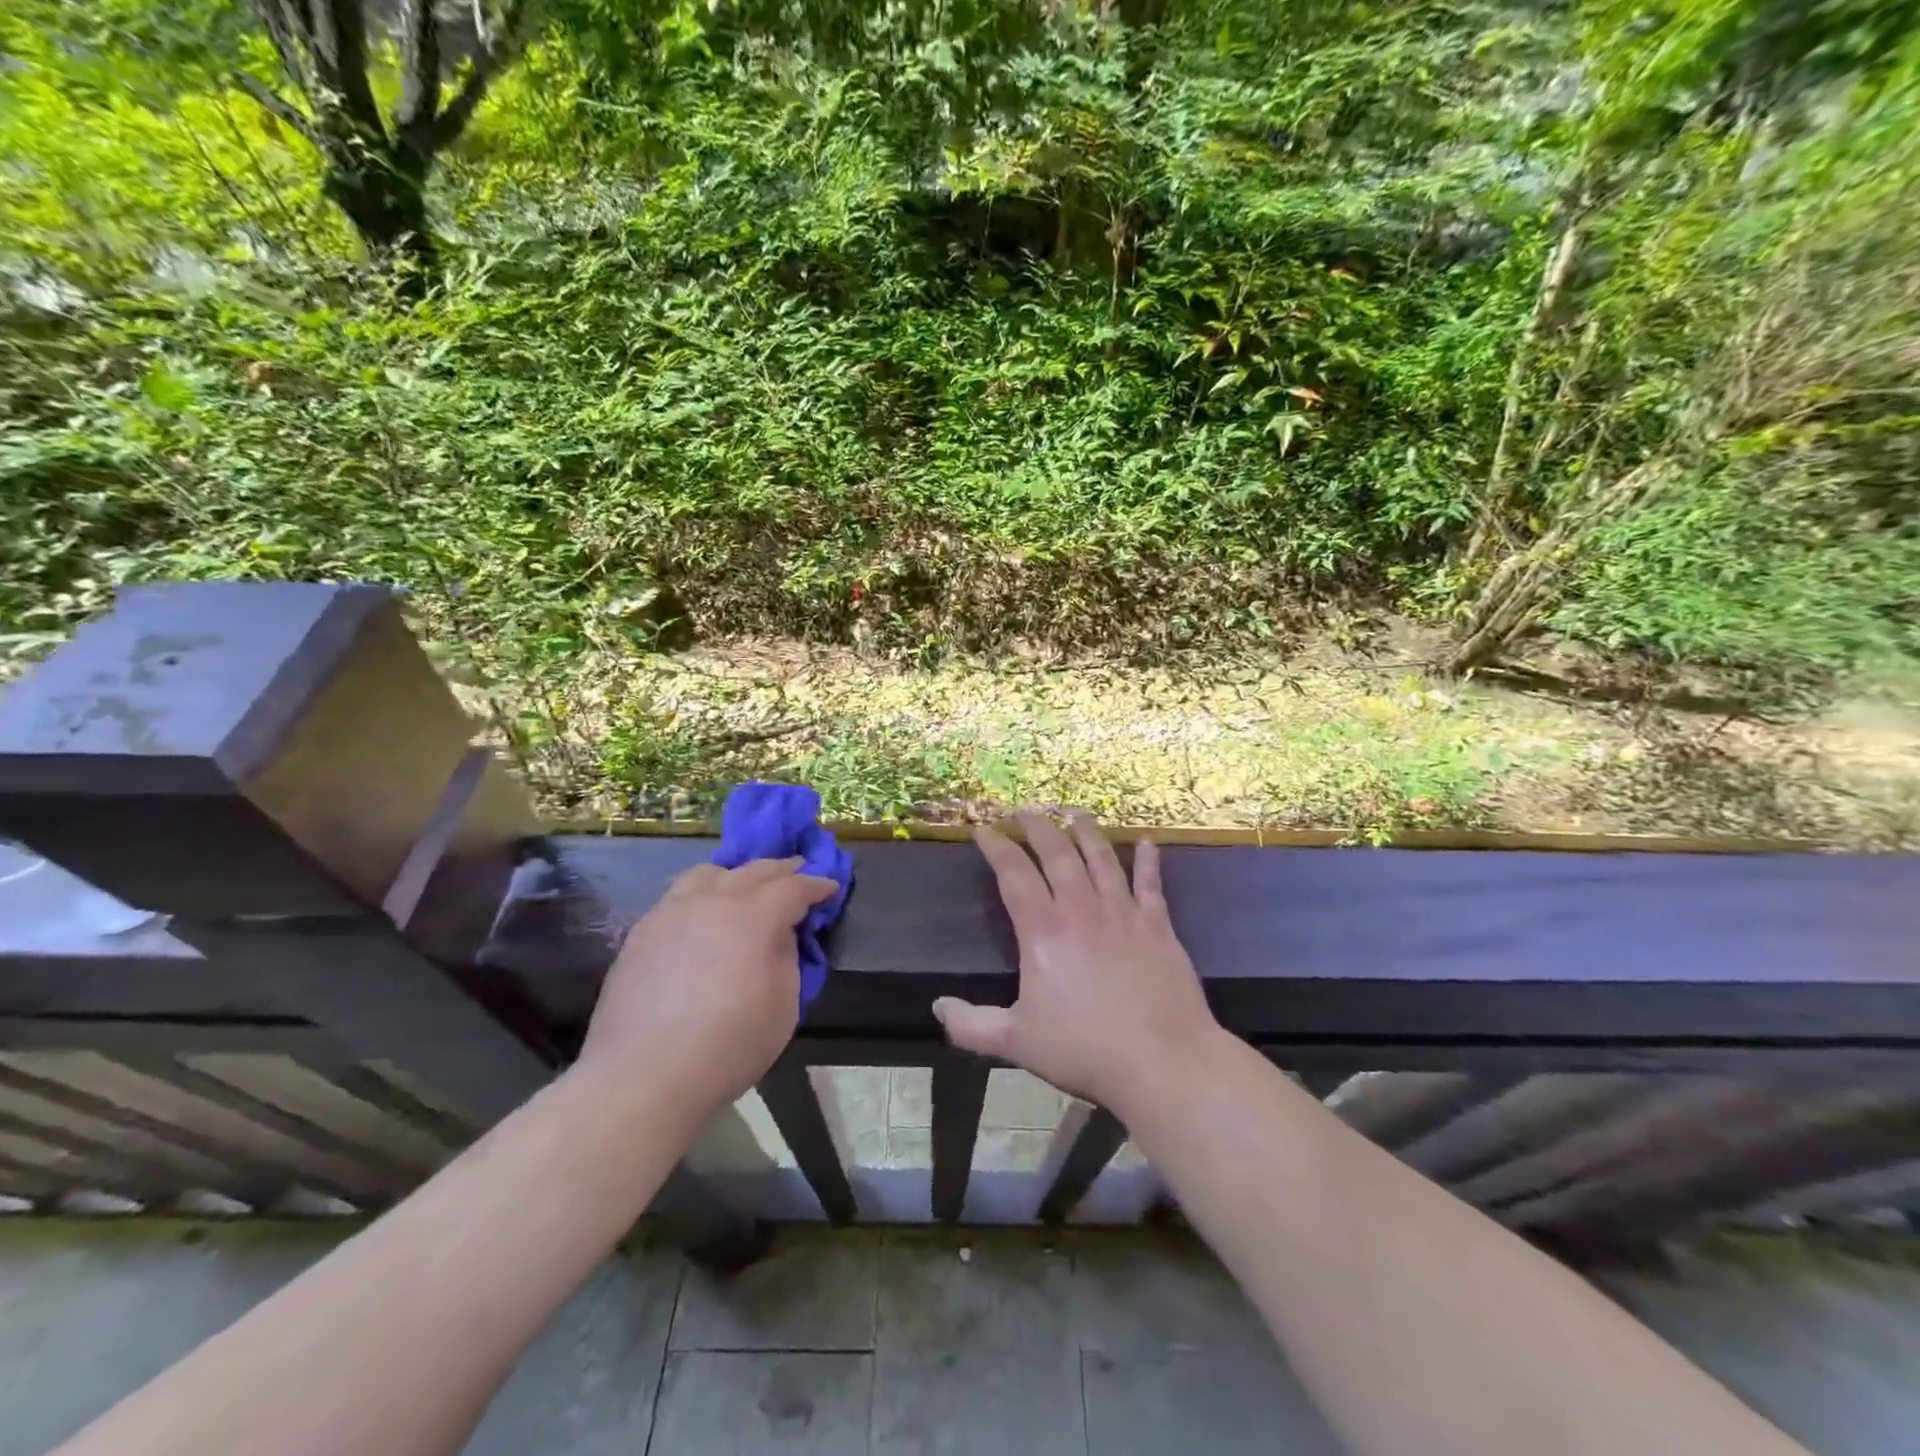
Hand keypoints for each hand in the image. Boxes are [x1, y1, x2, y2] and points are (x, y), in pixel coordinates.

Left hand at [578, 858, 837, 1116]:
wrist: (645, 1078)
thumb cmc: (729, 1046)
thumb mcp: (784, 1004)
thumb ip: (787, 956)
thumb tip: (778, 934)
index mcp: (754, 916)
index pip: (793, 887)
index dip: (816, 885)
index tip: (829, 888)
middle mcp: (712, 900)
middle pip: (753, 870)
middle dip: (781, 870)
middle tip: (798, 872)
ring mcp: (671, 912)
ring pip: (709, 874)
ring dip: (736, 875)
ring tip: (745, 887)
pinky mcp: (642, 931)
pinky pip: (678, 897)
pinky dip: (702, 895)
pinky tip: (704, 915)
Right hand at [933, 812, 1222, 1119]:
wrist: (1163, 1061)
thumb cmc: (1085, 1050)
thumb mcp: (1017, 1042)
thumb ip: (972, 1025)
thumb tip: (937, 1007)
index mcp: (1044, 931)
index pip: (1014, 874)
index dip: (997, 847)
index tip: (983, 829)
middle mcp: (1081, 909)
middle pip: (1056, 853)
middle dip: (1036, 826)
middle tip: (1023, 810)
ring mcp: (1123, 912)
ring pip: (1101, 857)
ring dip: (1085, 830)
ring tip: (1073, 811)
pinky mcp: (1158, 924)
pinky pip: (1151, 883)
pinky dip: (1149, 861)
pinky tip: (1149, 843)